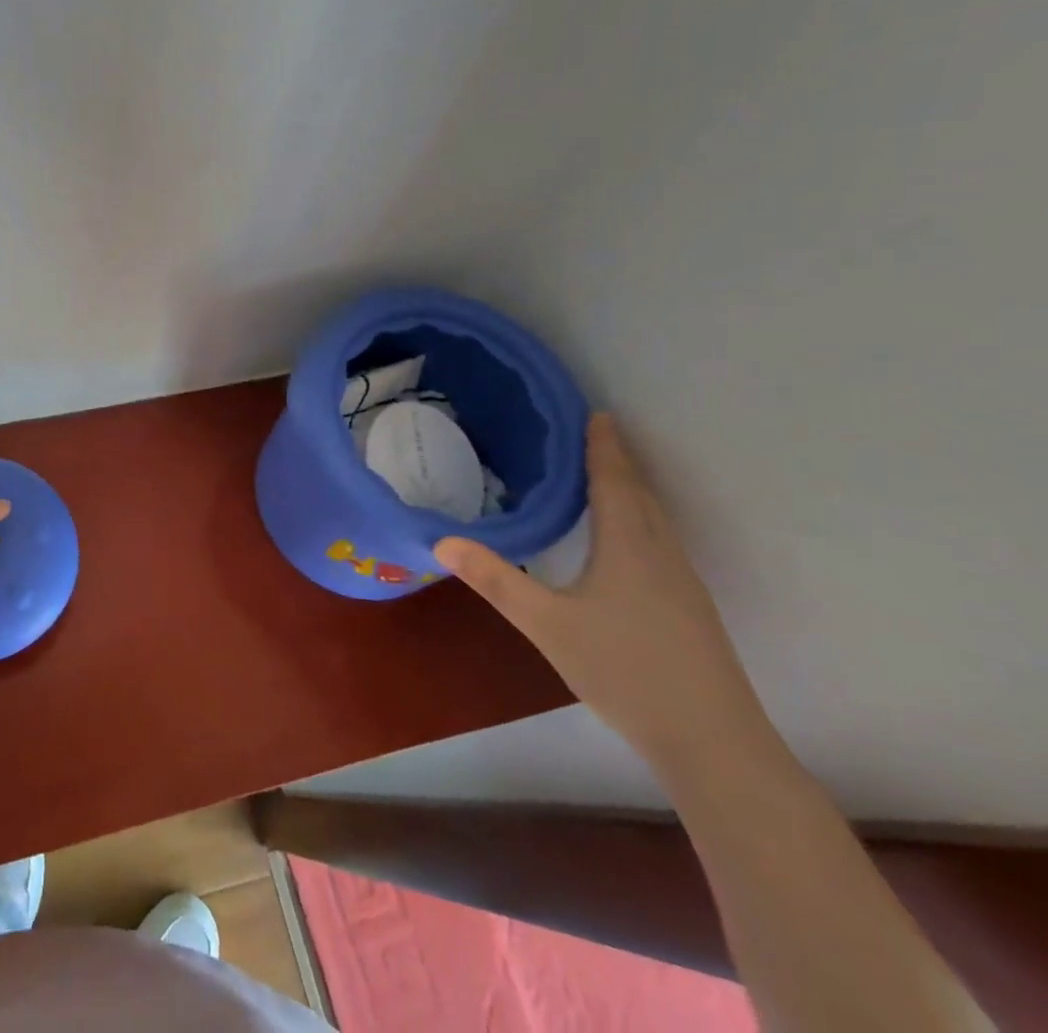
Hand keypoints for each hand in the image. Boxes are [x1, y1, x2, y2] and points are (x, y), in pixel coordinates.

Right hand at [435, 413, 766, 766]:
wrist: (715, 744)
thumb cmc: (626, 672)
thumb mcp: (547, 624)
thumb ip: (496, 581)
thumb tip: (441, 542)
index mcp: (630, 547)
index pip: (614, 482)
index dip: (604, 447)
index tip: (596, 413)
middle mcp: (663, 556)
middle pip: (642, 496)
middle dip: (619, 462)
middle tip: (594, 435)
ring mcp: (683, 586)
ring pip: (656, 522)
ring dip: (632, 492)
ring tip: (606, 477)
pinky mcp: (690, 611)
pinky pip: (662, 544)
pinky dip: (641, 521)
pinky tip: (627, 542)